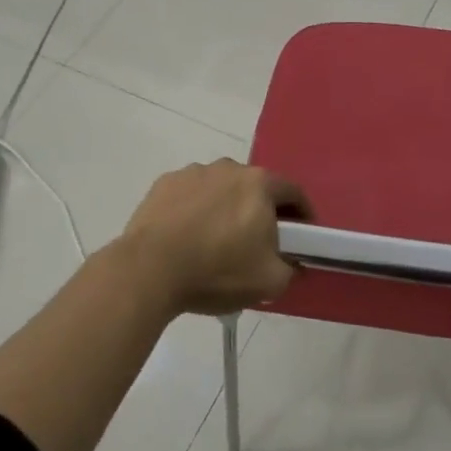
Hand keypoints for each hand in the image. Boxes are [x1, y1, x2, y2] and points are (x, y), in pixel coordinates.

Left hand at [120, 160, 312, 315]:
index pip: (293, 192)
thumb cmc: (217, 271)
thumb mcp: (269, 282)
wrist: (148, 271)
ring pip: (221, 189)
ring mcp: (193, 173)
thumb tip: (293, 264)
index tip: (302, 236)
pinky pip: (190, 196)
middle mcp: (229, 168)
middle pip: (256, 188)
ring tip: (216, 242)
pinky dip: (194, 211)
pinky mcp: (164, 184)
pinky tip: (187, 237)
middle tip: (258, 242)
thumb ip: (291, 269)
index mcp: (260, 184)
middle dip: (261, 211)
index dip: (302, 214)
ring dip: (225, 208)